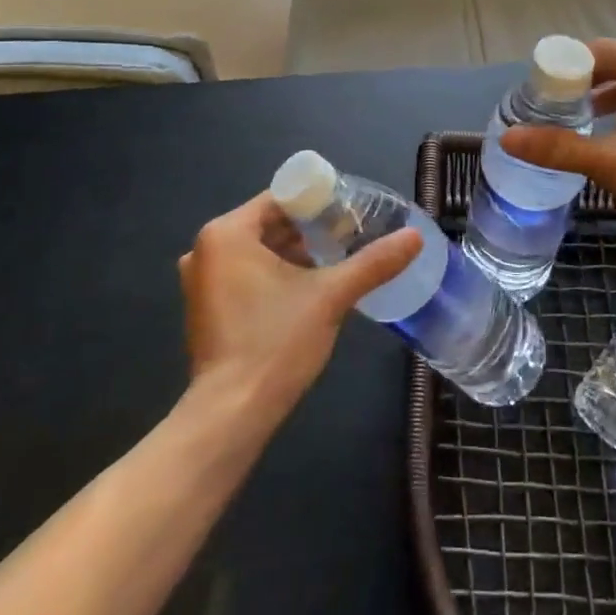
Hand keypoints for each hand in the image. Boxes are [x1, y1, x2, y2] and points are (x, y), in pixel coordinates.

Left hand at [178, 193, 419, 427]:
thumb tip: (414, 237)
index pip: (279, 199)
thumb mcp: (331, 296)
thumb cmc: (275, 342)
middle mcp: (205, 250)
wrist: (232, 415)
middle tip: (351, 235)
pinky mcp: (206, 309)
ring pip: (258, 251)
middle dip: (310, 230)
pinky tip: (309, 288)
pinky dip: (275, 274)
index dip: (318, 202)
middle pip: (268, 224)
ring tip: (337, 259)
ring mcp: (201, 282)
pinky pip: (246, 274)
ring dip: (295, 253)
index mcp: (226, 233)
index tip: (351, 212)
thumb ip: (373, 263)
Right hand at [500, 40, 615, 247]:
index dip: (561, 71)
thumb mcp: (611, 164)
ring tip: (572, 122)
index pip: (594, 51)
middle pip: (612, 62)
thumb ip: (558, 147)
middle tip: (549, 111)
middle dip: (578, 84)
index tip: (537, 97)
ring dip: (601, 97)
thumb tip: (507, 138)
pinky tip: (609, 134)